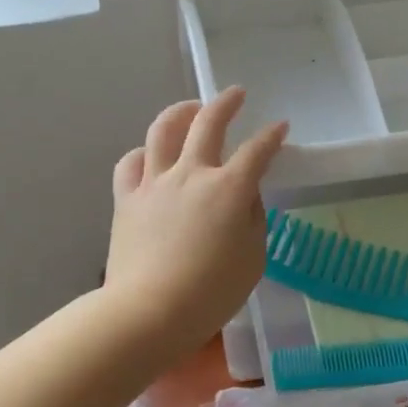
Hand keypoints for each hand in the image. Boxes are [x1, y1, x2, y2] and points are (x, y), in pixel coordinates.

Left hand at [105, 88, 287, 354]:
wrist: (150, 312)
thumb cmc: (212, 292)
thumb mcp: (253, 258)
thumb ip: (253, 219)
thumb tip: (246, 196)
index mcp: (230, 189)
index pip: (258, 150)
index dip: (272, 136)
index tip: (280, 127)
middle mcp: (192, 173)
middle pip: (208, 123)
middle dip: (226, 103)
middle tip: (235, 94)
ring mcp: (155, 182)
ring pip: (163, 130)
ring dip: (180, 112)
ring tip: (190, 109)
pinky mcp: (127, 198)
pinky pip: (131, 162)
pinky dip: (143, 152)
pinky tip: (150, 156)